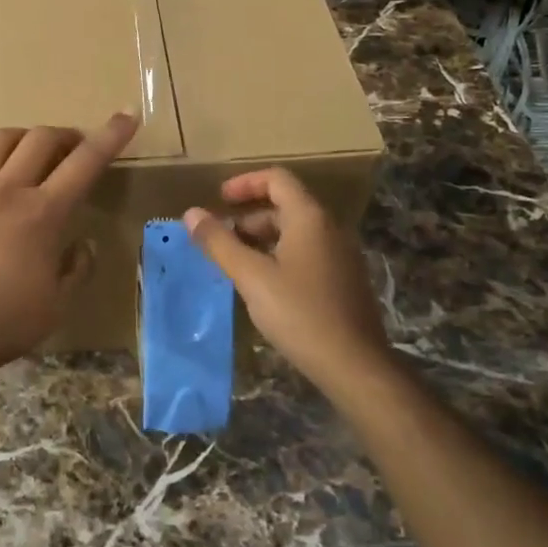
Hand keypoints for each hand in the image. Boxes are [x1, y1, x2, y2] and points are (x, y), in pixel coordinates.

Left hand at [0, 113, 138, 373]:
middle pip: (42, 139)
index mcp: (44, 213)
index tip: (126, 116)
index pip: (85, 162)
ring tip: (32, 149)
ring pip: (1, 139)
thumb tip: (83, 244)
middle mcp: (8, 189)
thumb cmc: (5, 322)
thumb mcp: (58, 303)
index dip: (110, 136)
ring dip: (25, 135)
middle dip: (66, 135)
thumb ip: (77, 268)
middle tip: (75, 148)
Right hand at [183, 167, 388, 390]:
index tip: (219, 200)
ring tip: (236, 264)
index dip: (245, 183)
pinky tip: (264, 287)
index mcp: (309, 218)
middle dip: (248, 217)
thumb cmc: (300, 314)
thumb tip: (191, 214)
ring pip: (295, 232)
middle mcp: (329, 228)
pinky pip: (307, 253)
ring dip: (262, 239)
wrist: (356, 367)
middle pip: (285, 205)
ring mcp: (341, 255)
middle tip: (221, 240)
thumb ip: (220, 243)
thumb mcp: (251, 277)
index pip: (277, 179)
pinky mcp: (344, 281)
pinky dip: (280, 256)